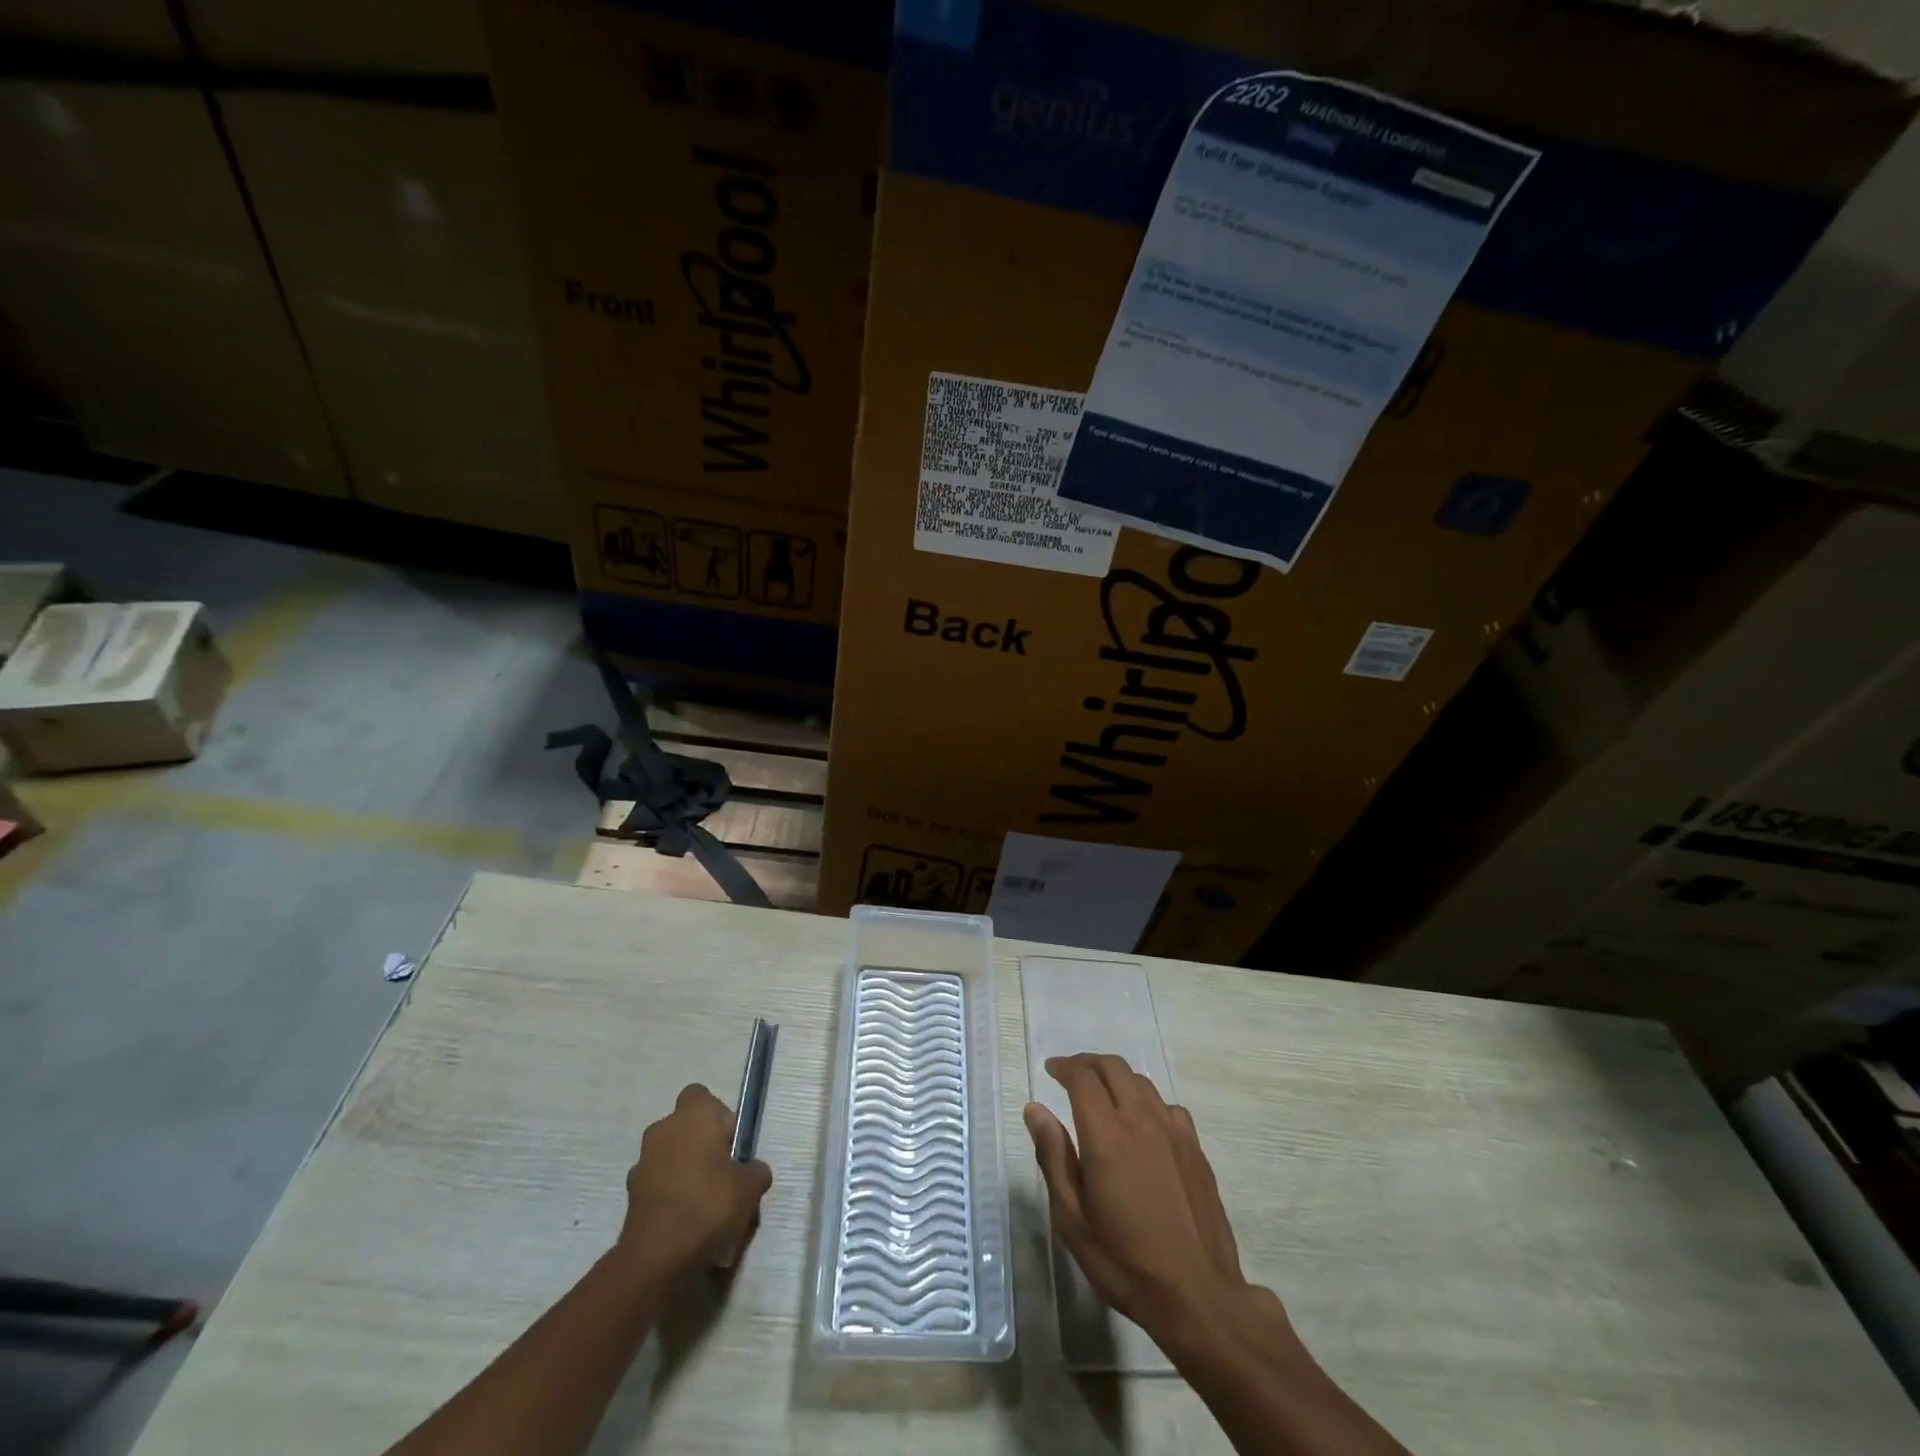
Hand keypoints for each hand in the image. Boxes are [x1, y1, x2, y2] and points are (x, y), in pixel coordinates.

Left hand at [619, 1084, 771, 1273]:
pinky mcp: (631, 1194)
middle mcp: (663, 1129)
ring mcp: (643, 1162)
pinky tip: (686, 1224)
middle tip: (723, 1176)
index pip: (703, 1097)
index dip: (719, 1118)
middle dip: (703, 1147)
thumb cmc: (709, 1204)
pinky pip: (658, 1185)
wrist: (657, 1257)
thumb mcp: (750, 1187)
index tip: (731, 1145)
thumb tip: (752, 1171)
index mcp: (693, 1115)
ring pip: (671, 1157)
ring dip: (685, 1172)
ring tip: (705, 1207)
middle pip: (687, 1128)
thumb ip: (755, 1171)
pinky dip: (670, 1197)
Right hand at [1026, 1054, 1273, 1341]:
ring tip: (1102, 1095)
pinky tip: (1142, 1124)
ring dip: (1116, 1078)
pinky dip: (1146, 1101)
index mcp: (1106, 1135)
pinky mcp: (1195, 1148)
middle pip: (1113, 1067)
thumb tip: (1035, 1109)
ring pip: (1141, 1082)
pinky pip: (1167, 1106)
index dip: (1064, 1067)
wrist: (1198, 1296)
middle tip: (1071, 1074)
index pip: (1082, 1078)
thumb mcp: (1072, 1219)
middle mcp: (1140, 1120)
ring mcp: (1173, 1131)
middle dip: (1088, 1063)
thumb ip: (1053, 1158)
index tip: (1050, 1070)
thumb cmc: (1125, 1263)